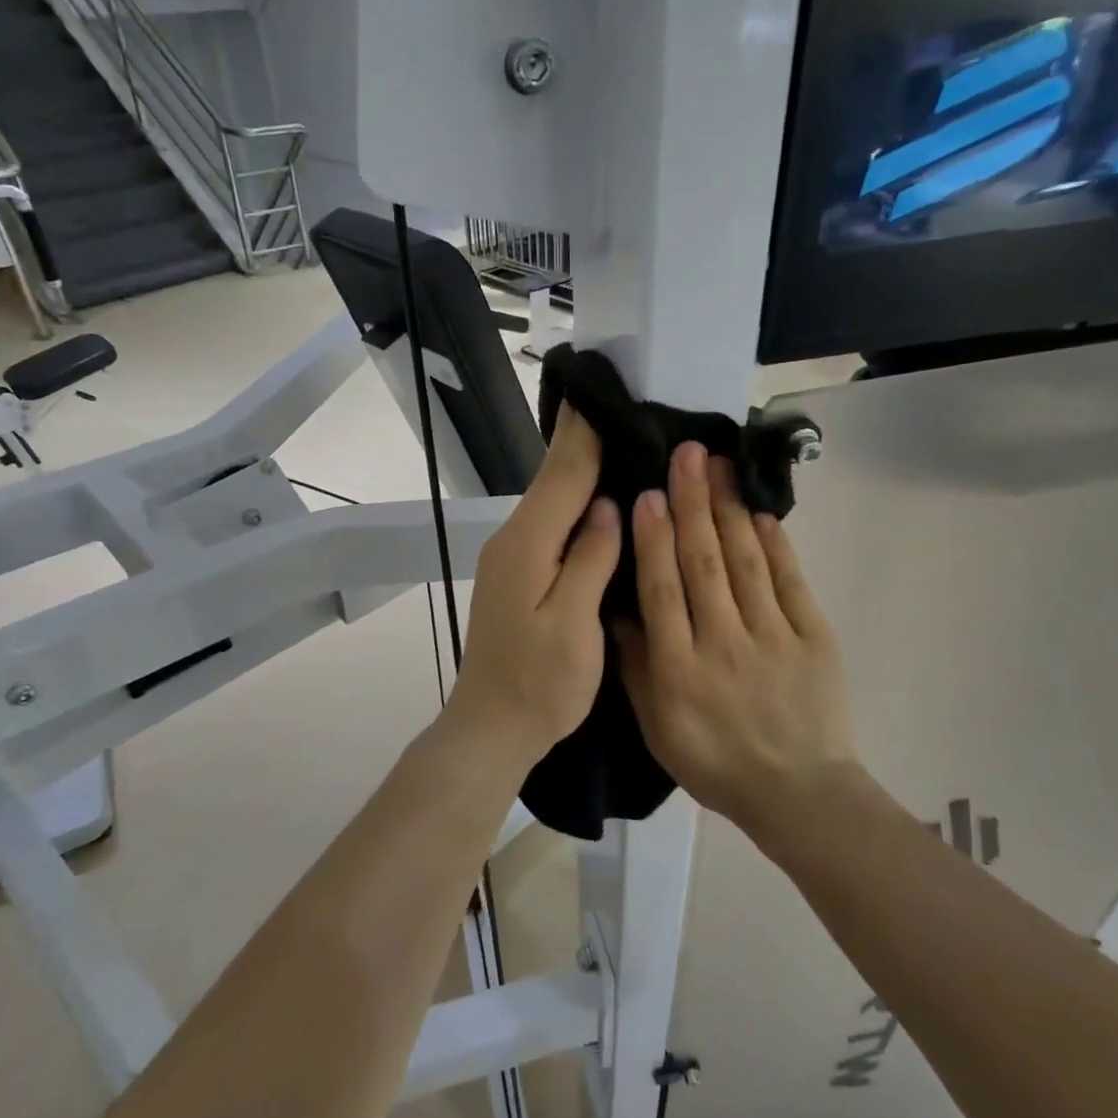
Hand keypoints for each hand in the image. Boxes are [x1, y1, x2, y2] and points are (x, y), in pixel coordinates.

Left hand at [445, 405, 621, 761]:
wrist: (492, 726)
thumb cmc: (540, 683)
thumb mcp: (574, 623)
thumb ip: (590, 558)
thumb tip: (606, 505)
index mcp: (528, 544)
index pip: (563, 473)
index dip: (586, 432)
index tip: (605, 390)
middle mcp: (514, 539)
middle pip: (553, 478)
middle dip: (584, 440)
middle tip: (624, 406)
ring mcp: (512, 555)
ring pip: (551, 498)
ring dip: (581, 467)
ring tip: (621, 438)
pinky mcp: (517, 572)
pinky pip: (550, 522)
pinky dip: (574, 499)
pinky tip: (599, 497)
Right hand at [615, 442, 861, 832]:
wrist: (798, 793)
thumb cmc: (715, 762)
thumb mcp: (657, 728)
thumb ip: (635, 668)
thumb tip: (619, 610)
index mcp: (679, 669)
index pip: (662, 590)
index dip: (654, 538)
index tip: (649, 493)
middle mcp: (723, 644)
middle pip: (703, 563)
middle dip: (692, 502)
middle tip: (686, 453)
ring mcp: (773, 637)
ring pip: (745, 562)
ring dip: (729, 509)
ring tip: (719, 465)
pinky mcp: (813, 637)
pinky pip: (790, 582)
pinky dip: (776, 544)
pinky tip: (760, 511)